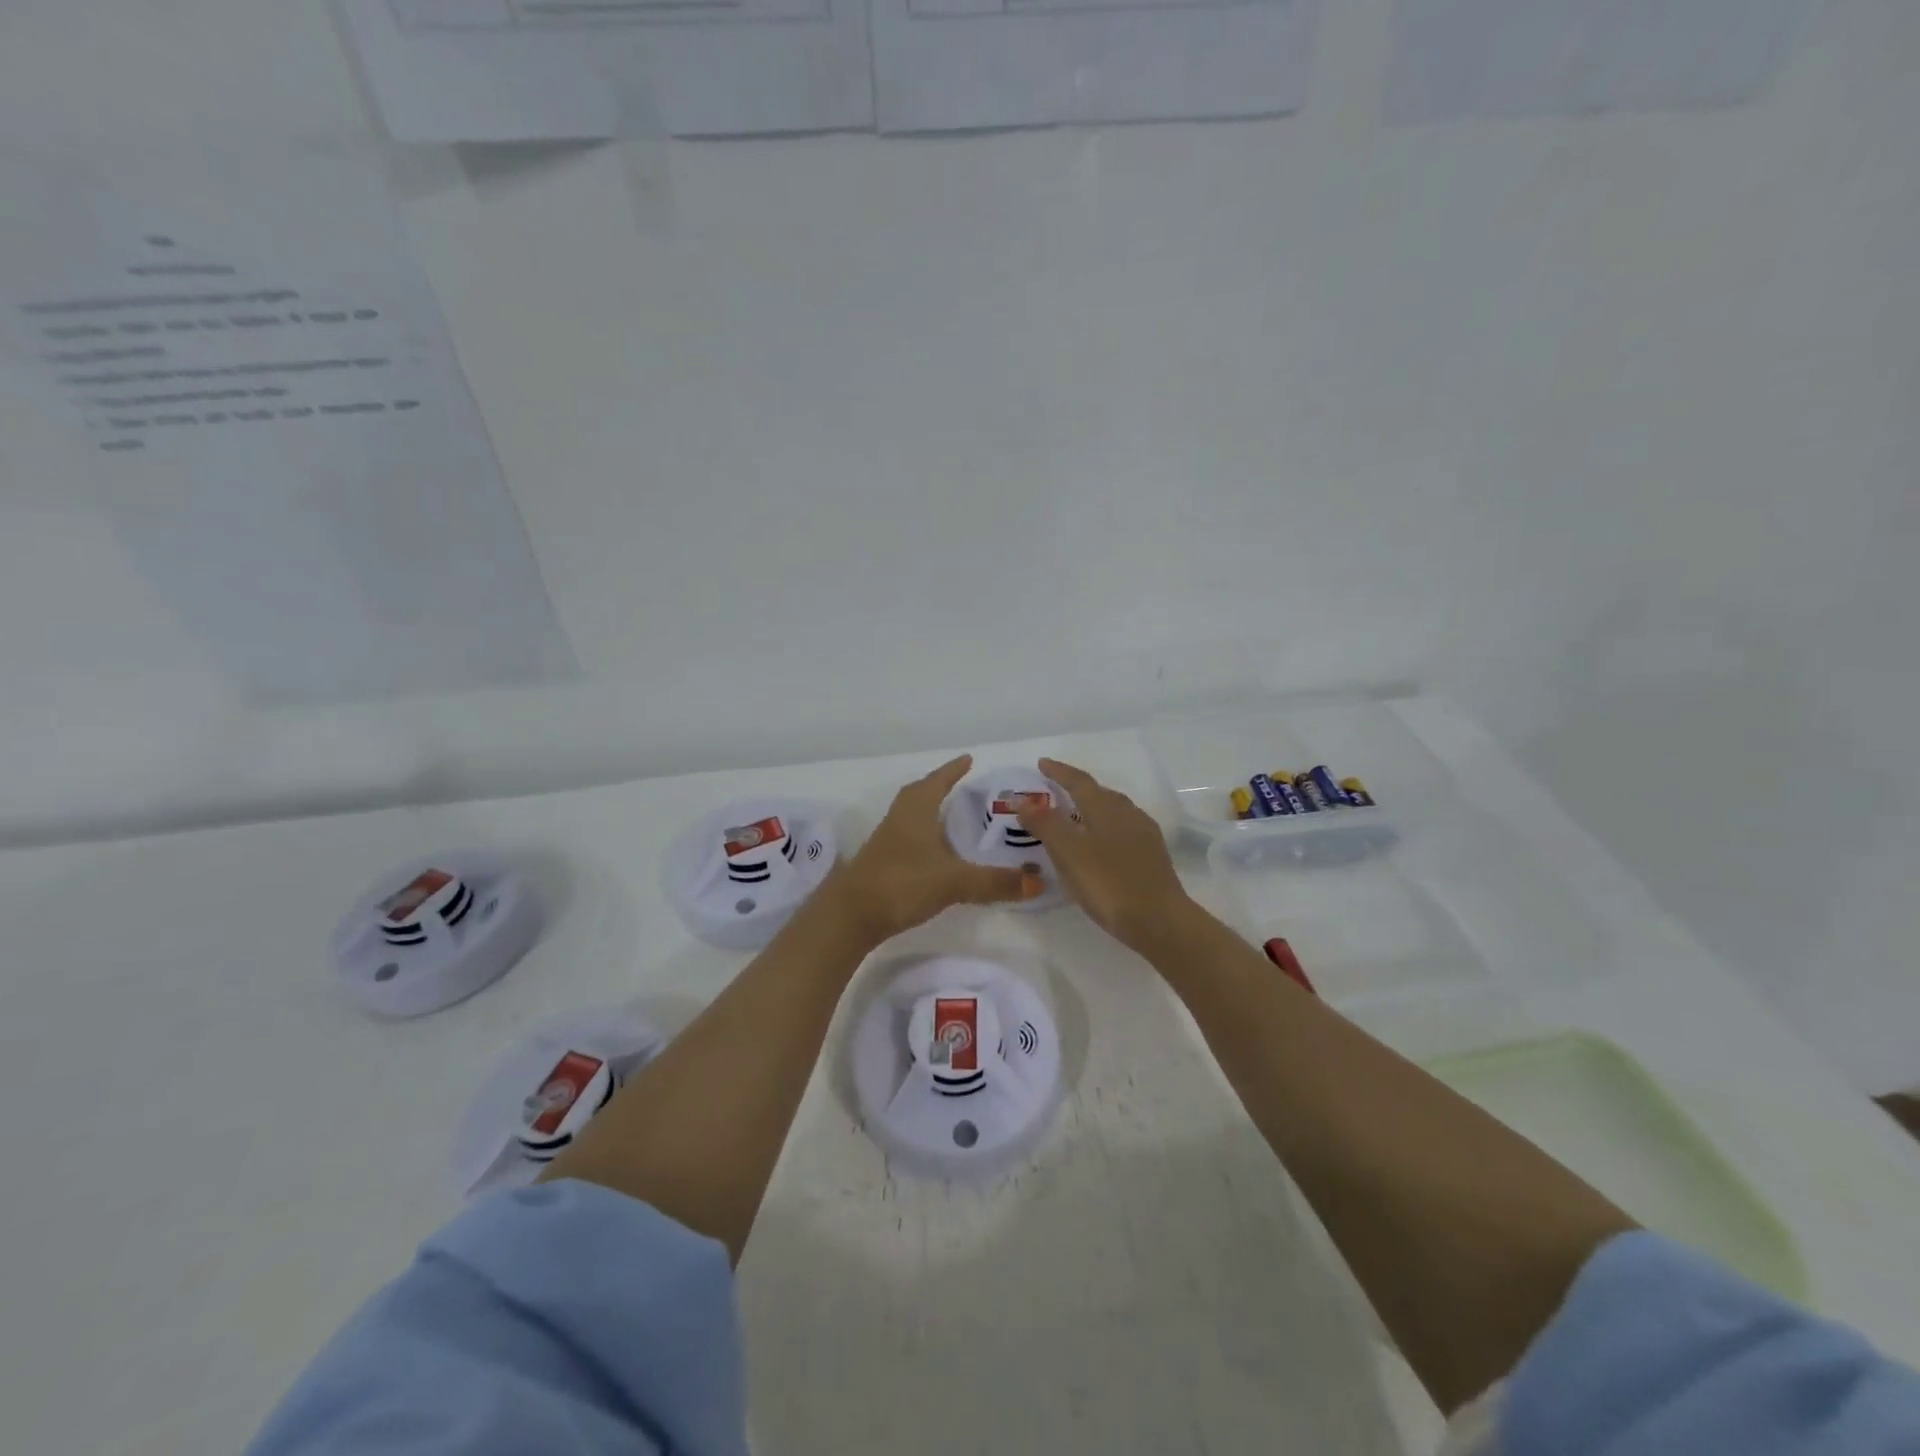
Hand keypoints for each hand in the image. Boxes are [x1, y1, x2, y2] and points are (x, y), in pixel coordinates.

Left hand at [835, 755, 1042, 942]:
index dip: (953, 771)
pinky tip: (934, 853)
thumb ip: (995, 882)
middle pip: (919, 794)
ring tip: (952, 817)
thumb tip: (1038, 880)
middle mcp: (899, 820)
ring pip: (911, 816)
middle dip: (939, 787)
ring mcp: (887, 842)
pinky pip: (907, 838)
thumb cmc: (902, 884)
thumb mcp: (954, 882)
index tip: (968, 760)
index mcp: (916, 811)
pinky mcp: (882, 864)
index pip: (937, 781)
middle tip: (961, 786)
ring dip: (930, 811)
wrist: (850, 916)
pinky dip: (923, 836)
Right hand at [1017, 758, 1191, 950]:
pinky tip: (1101, 847)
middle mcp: (1128, 814)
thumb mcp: (1069, 853)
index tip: (1042, 763)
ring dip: (1092, 809)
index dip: (1059, 772)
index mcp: (1106, 808)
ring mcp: (1145, 836)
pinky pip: (1123, 831)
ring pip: (1114, 812)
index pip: (1079, 781)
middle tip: (1056, 791)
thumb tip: (1023, 801)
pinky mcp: (1153, 858)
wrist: (1160, 922)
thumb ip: (1045, 824)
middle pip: (1100, 793)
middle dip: (1077, 788)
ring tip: (1076, 818)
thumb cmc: (1109, 884)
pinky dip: (1105, 830)